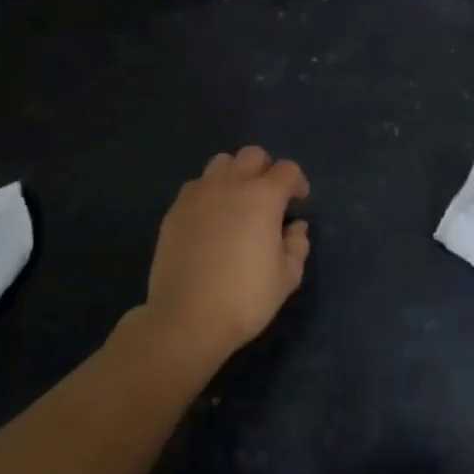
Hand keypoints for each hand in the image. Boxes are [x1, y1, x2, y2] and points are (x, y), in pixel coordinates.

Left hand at [145, 146, 310, 358]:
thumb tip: (295, 227)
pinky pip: (196, 186)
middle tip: (269, 198)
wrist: (186, 318)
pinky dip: (208, 193)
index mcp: (263, 197)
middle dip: (266, 169)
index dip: (298, 183)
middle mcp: (231, 185)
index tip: (298, 203)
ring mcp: (198, 195)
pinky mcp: (174, 210)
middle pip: (252, 155)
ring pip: (220, 163)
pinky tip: (210, 220)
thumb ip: (297, 246)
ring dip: (234, 175)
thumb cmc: (244, 298)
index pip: (287, 170)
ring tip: (236, 203)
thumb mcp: (287, 277)